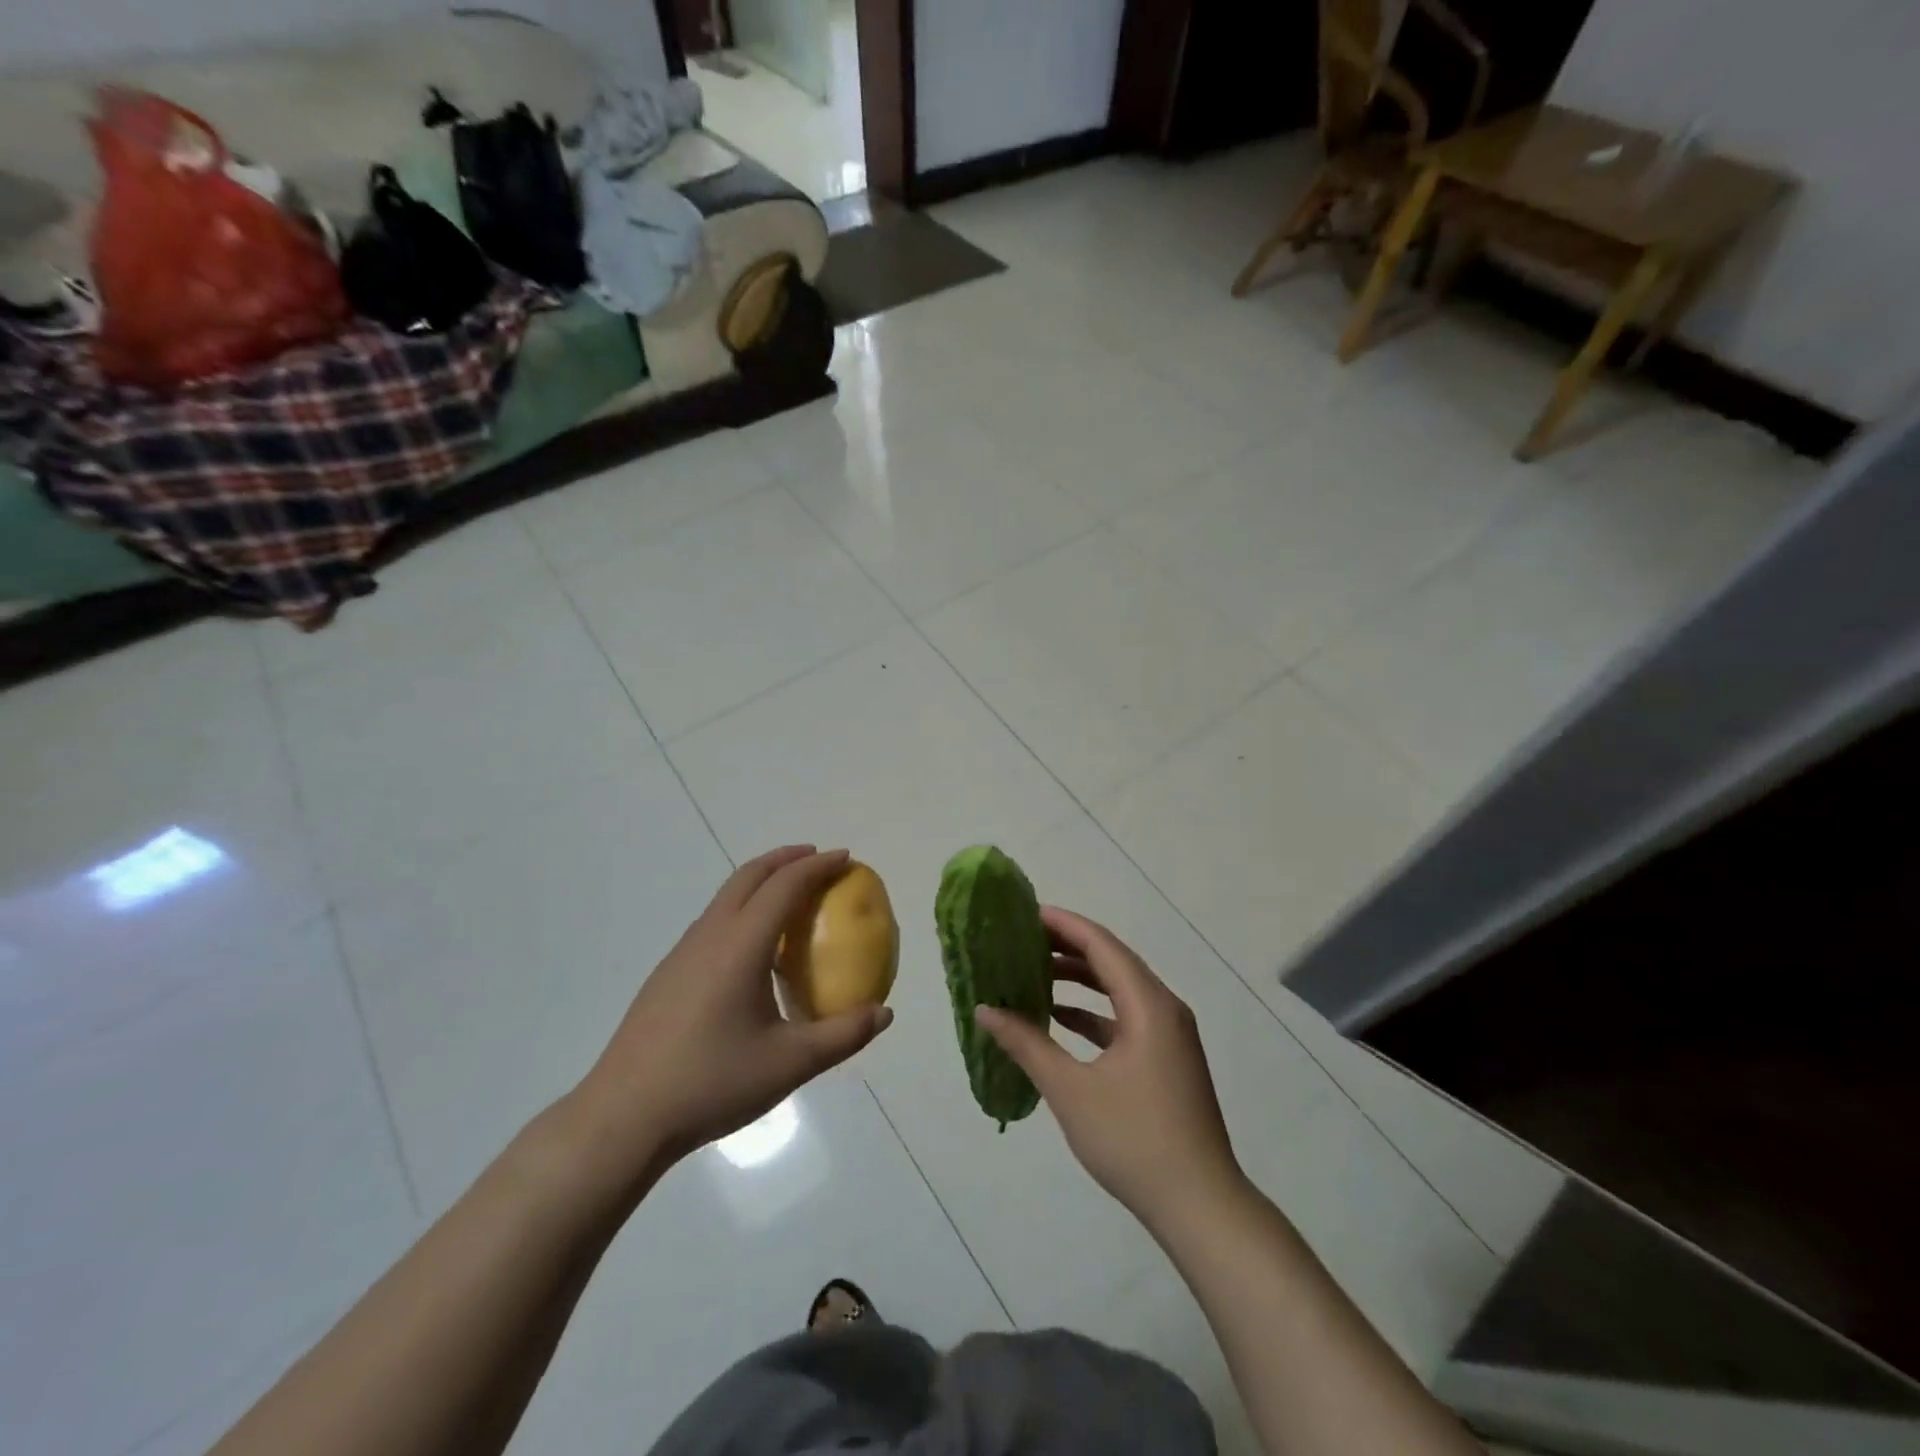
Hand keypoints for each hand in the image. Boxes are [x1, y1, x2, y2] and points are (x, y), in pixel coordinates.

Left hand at [571, 847, 893, 1174]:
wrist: (624, 1117)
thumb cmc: (712, 1083)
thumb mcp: (789, 1063)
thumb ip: (842, 1036)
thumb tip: (884, 1014)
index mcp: (741, 945)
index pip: (784, 886)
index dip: (818, 866)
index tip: (845, 858)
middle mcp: (710, 936)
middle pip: (750, 875)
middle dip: (786, 859)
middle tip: (818, 860)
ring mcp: (683, 953)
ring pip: (726, 896)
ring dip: (761, 881)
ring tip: (790, 896)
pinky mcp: (668, 974)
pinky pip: (714, 921)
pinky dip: (742, 909)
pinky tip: (753, 949)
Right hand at [975, 907, 1241, 1230]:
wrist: (1200, 1206)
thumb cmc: (1134, 1140)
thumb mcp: (1071, 1090)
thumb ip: (1027, 1044)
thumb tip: (985, 1010)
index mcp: (1148, 1004)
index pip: (1101, 944)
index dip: (1063, 924)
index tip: (1025, 913)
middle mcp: (1164, 1008)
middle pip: (1112, 961)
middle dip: (1068, 947)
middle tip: (1022, 940)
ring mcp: (1169, 1035)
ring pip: (1119, 989)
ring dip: (1080, 979)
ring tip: (1033, 972)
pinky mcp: (1167, 1059)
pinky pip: (1126, 1017)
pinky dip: (1093, 1012)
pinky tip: (1059, 1019)